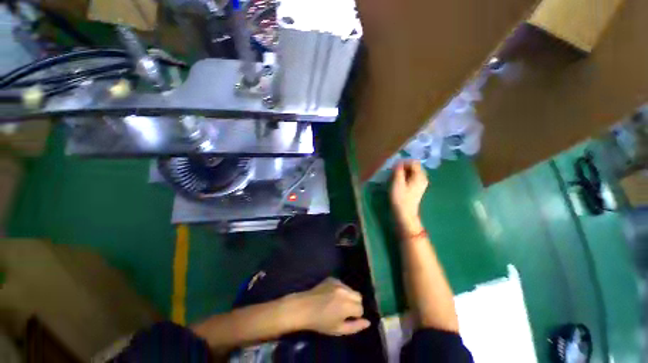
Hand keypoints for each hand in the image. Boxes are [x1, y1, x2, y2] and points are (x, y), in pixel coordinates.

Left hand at [290, 278, 369, 335]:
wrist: (304, 308)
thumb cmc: (320, 322)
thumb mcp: (338, 330)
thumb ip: (355, 327)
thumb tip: (368, 322)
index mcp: (347, 305)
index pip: (361, 309)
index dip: (355, 315)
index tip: (347, 318)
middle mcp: (345, 291)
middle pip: (359, 297)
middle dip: (355, 304)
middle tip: (344, 311)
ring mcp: (338, 283)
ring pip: (351, 290)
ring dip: (349, 296)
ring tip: (337, 303)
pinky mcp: (332, 278)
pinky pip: (342, 284)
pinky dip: (341, 290)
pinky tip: (332, 295)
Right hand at [390, 161, 428, 233]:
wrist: (405, 214)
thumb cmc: (400, 198)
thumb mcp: (397, 183)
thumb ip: (398, 171)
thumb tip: (399, 162)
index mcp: (420, 176)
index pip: (413, 162)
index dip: (403, 162)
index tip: (394, 167)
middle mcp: (423, 178)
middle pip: (414, 167)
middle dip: (403, 167)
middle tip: (393, 172)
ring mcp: (421, 184)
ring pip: (412, 172)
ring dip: (403, 172)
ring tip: (395, 177)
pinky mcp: (417, 188)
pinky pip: (412, 178)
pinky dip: (405, 177)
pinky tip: (399, 183)